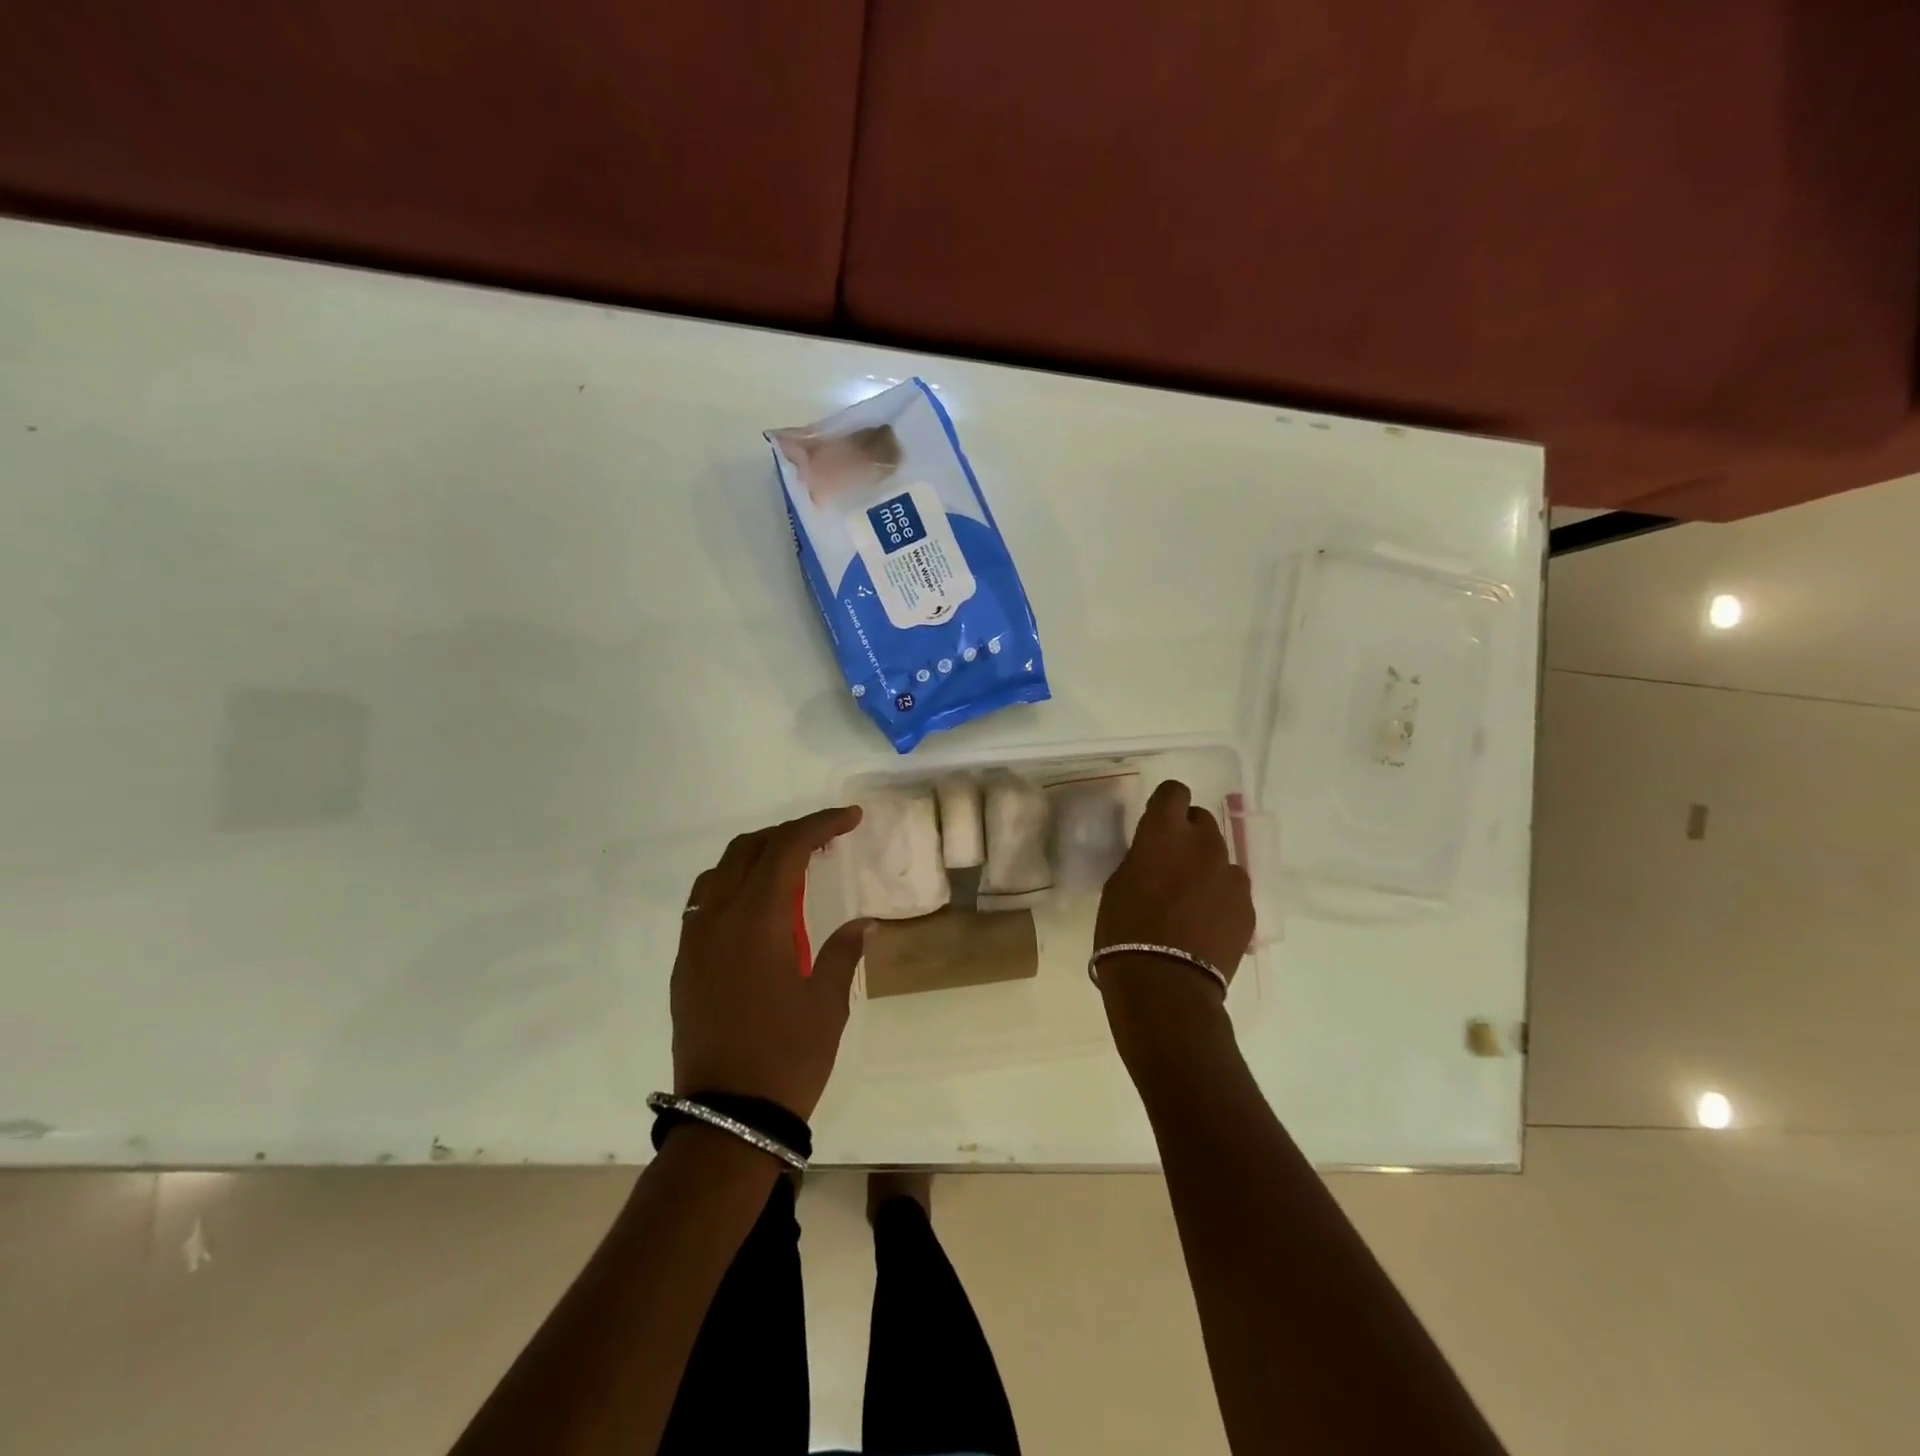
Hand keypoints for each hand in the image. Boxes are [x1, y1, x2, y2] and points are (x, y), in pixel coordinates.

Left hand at [671, 806, 870, 1120]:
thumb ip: (844, 952)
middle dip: (788, 833)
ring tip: (791, 867)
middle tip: (825, 840)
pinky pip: (705, 903)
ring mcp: (695, 943)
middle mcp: (718, 920)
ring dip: (757, 856)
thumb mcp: (828, 1003)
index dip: (820, 824)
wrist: (728, 1118)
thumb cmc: (787, 1057)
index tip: (851, 818)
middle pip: (748, 849)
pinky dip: (734, 885)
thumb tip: (865, 923)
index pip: (787, 849)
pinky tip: (759, 908)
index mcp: (757, 920)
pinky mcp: (685, 966)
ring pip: (720, 872)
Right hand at [1094, 780, 1254, 1063]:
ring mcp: (1231, 875)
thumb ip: (1143, 857)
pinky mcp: (1247, 906)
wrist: (1164, 983)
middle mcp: (1204, 844)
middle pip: (1202, 820)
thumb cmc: (1124, 930)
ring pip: (1220, 857)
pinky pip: (1232, 890)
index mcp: (1164, 832)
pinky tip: (1204, 924)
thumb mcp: (1119, 883)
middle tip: (1172, 864)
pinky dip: (1220, 898)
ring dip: (1206, 868)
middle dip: (1188, 835)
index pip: (1174, 791)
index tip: (1158, 820)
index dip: (1167, 803)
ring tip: (1190, 900)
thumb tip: (1156, 854)